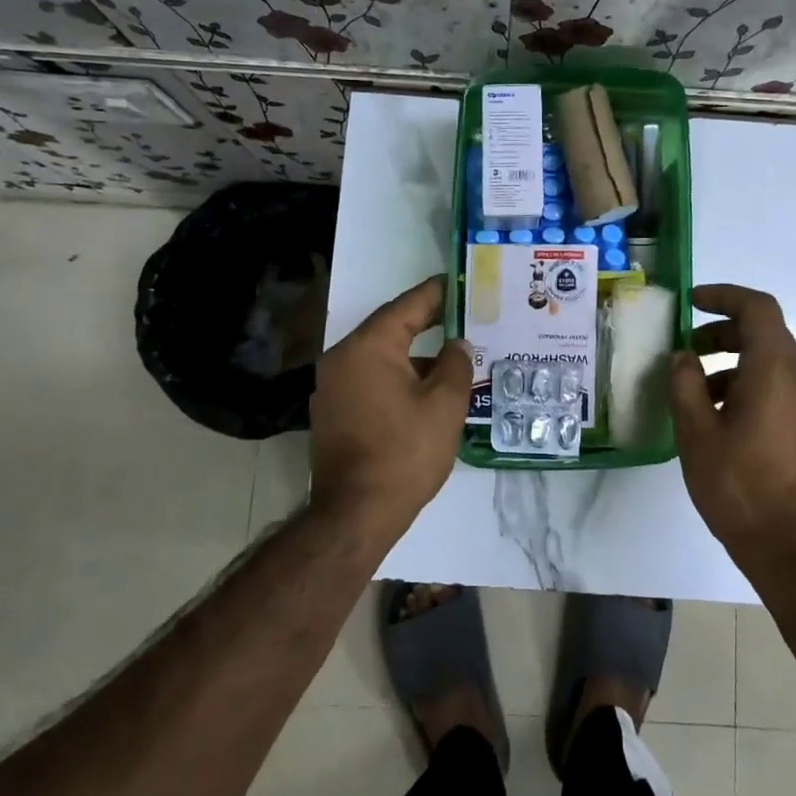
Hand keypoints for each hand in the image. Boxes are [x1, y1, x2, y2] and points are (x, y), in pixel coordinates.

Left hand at [309, 275, 471, 540]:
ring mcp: (333, 386)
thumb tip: (457, 345)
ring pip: (381, 357)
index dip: (436, 293)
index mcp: (368, 347)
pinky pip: (370, 380)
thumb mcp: (444, 405)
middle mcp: (343, 358)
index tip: (458, 283)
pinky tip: (425, 391)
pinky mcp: (333, 411)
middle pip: (390, 329)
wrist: (356, 513)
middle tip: (463, 317)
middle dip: (427, 323)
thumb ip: (456, 365)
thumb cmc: (405, 452)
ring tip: (452, 359)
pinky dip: (398, 377)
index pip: (407, 306)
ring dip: (414, 356)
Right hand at [668, 284, 795, 564]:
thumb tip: (683, 356)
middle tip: (684, 348)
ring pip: (767, 362)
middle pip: (763, 333)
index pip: (757, 308)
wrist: (792, 548)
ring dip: (729, 361)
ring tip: (691, 388)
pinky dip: (743, 384)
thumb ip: (685, 385)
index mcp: (775, 372)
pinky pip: (774, 388)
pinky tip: (714, 417)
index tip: (691, 302)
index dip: (723, 296)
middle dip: (720, 331)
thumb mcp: (697, 434)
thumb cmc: (740, 487)